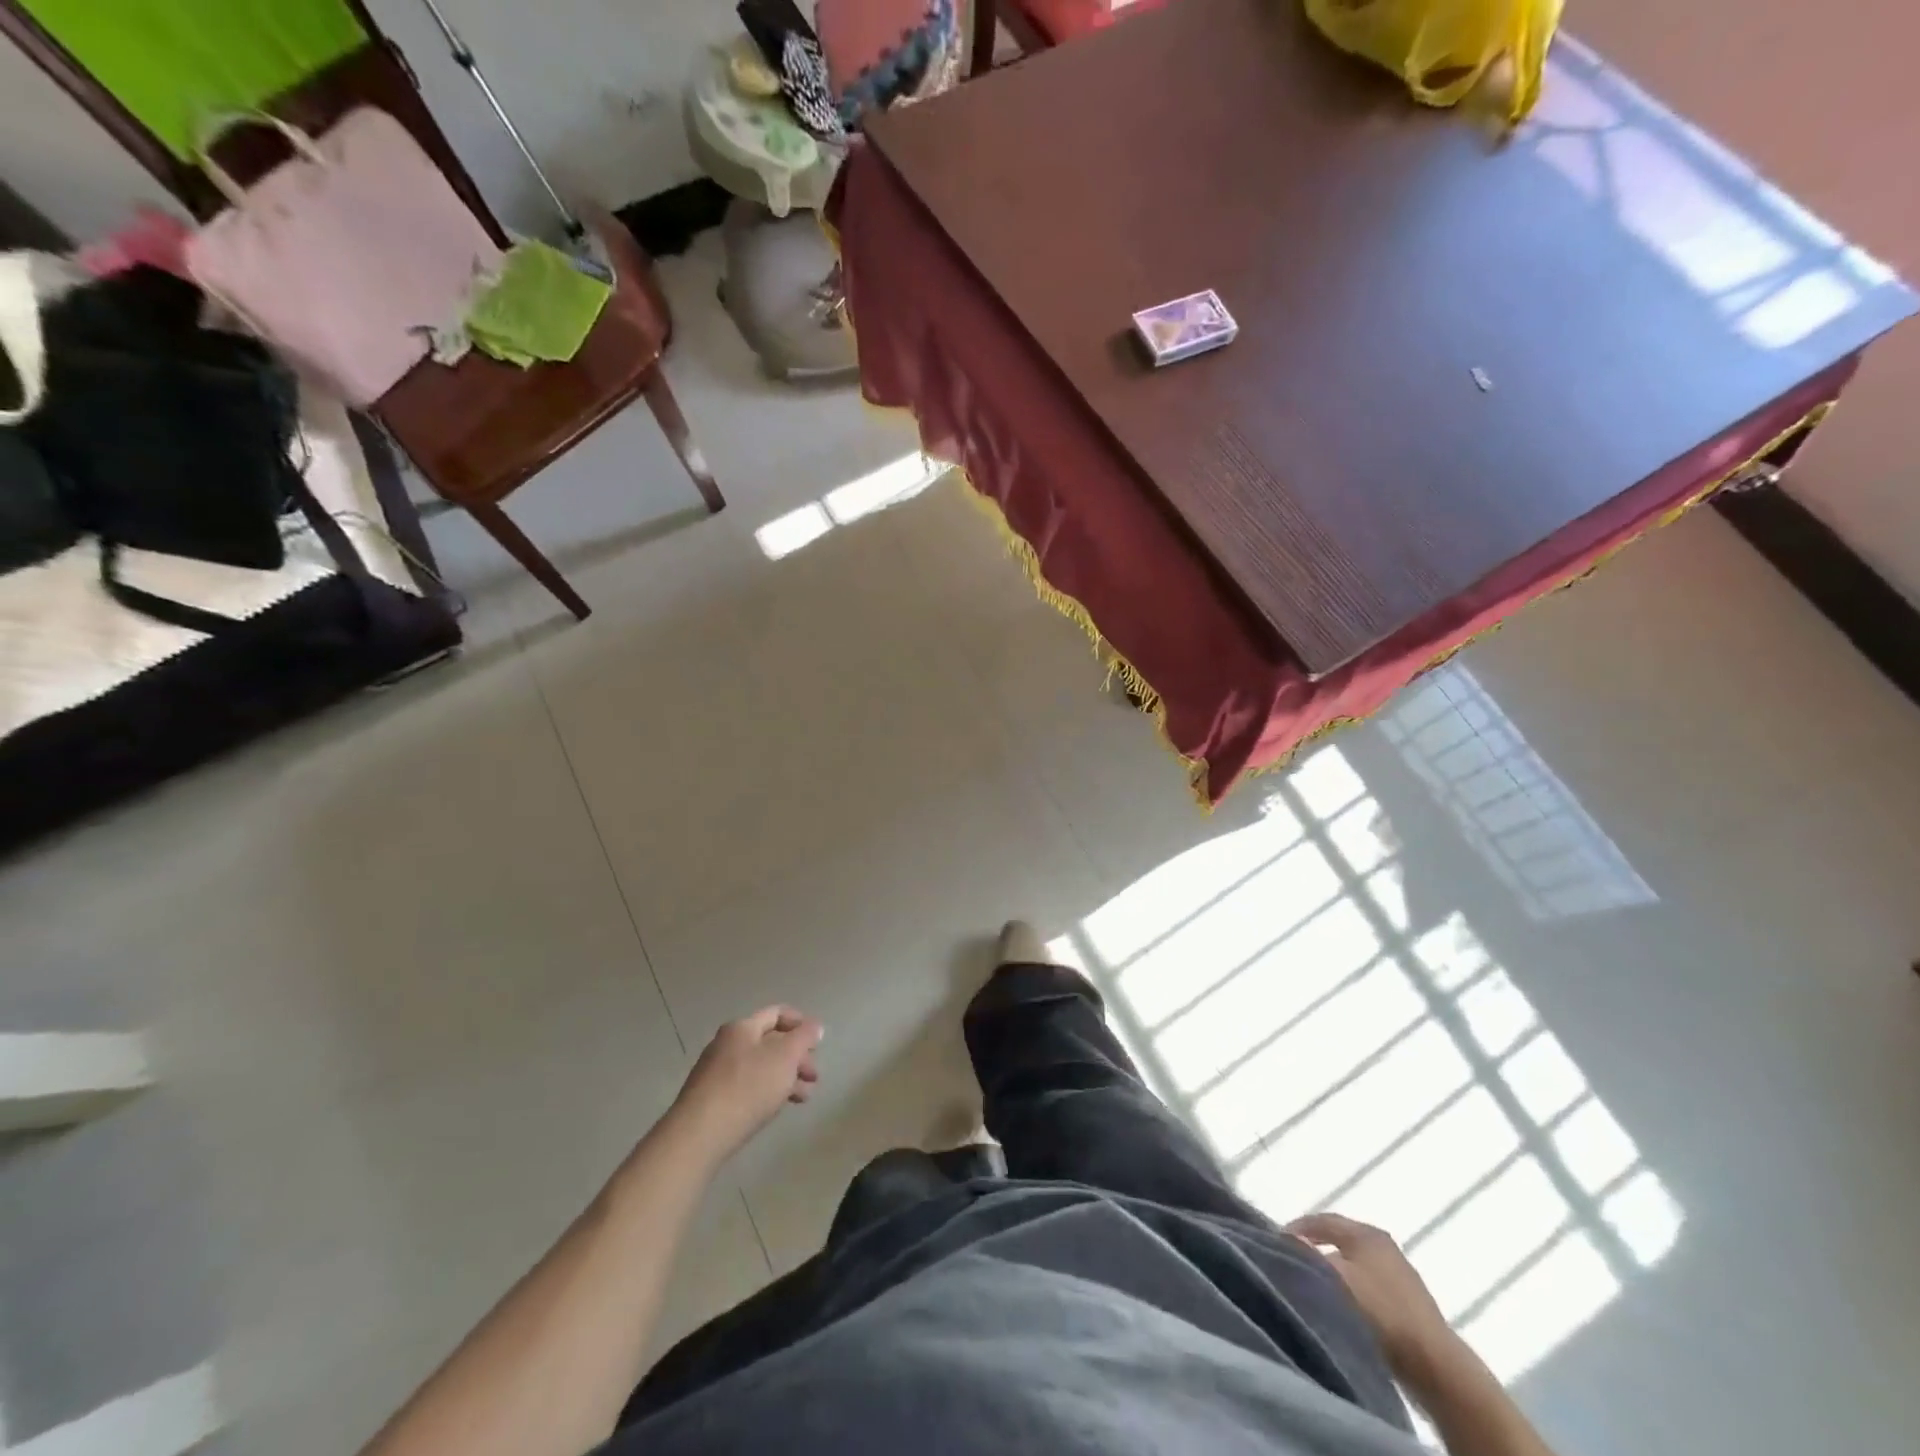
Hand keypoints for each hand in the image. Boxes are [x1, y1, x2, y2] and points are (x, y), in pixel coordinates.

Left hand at [670, 1006, 822, 1162]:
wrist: (699, 1134)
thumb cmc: (748, 1087)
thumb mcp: (785, 1057)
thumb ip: (804, 1038)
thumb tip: (814, 1026)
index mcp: (742, 1027)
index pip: (776, 1013)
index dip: (800, 1022)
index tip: (817, 1042)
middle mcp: (727, 1044)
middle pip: (770, 1042)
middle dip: (796, 1057)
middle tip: (814, 1076)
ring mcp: (717, 1072)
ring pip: (761, 1067)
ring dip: (786, 1077)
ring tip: (803, 1097)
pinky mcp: (712, 1099)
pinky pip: (747, 1086)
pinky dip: (767, 1091)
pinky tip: (776, 1107)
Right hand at [1286, 1212, 1460, 1385]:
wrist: (1436, 1366)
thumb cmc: (1382, 1312)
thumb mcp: (1337, 1278)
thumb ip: (1310, 1256)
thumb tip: (1289, 1238)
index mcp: (1367, 1233)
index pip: (1324, 1219)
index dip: (1299, 1227)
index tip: (1277, 1240)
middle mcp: (1385, 1246)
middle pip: (1340, 1239)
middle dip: (1316, 1247)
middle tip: (1293, 1260)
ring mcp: (1400, 1276)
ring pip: (1355, 1264)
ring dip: (1334, 1271)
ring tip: (1314, 1286)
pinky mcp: (1408, 1304)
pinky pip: (1368, 1286)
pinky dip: (1351, 1290)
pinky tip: (1343, 1307)